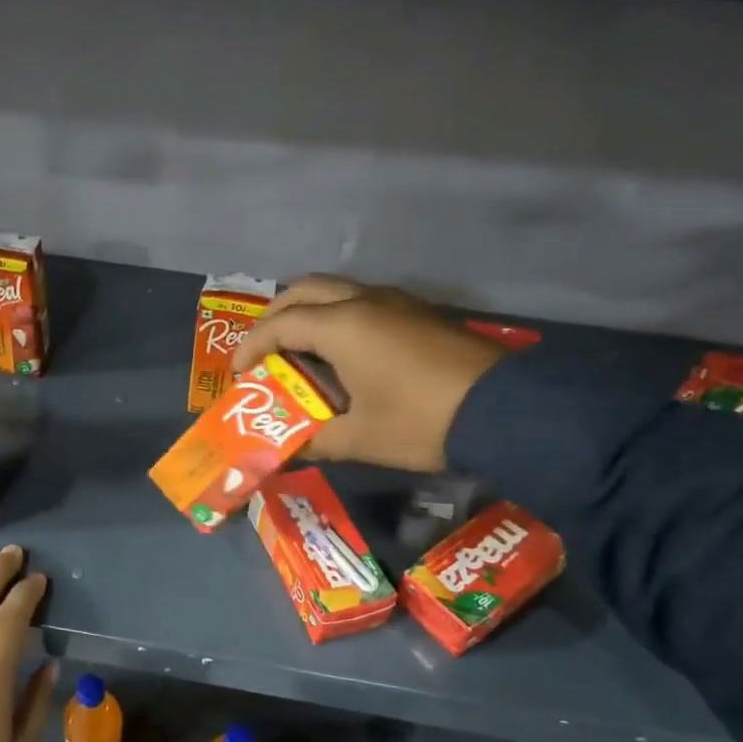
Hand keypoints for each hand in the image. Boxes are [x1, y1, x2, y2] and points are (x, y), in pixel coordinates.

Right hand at [232, 276, 505, 472]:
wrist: (504, 410)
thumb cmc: (420, 422)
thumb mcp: (359, 439)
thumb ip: (315, 441)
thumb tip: (288, 450)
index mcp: (342, 326)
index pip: (279, 324)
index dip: (251, 347)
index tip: (238, 374)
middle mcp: (364, 302)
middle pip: (303, 290)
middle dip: (274, 316)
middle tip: (263, 351)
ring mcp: (395, 302)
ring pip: (335, 291)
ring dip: (307, 313)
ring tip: (297, 351)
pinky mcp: (418, 312)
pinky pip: (361, 301)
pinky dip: (336, 317)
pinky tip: (341, 353)